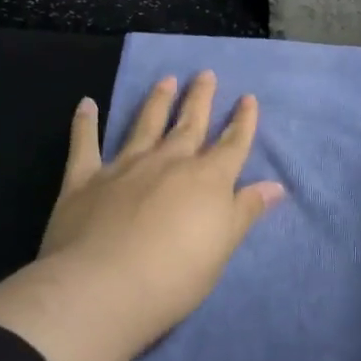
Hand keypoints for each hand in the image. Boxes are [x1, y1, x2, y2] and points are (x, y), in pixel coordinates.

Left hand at [0, 72, 283, 360]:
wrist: (104, 287)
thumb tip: (275, 185)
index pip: (232, 144)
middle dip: (200, 99)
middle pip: (189, 125)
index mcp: (207, 179)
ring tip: (166, 80)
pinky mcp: (85, 180)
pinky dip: (85, 123)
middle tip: (205, 74)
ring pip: (145, 125)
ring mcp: (125, 167)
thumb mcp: (223, 246)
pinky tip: (86, 104)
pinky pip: (85, 144)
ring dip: (157, 102)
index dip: (242, 122)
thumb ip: (245, 211)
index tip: (248, 98)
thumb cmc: (175, 275)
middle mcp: (168, 162)